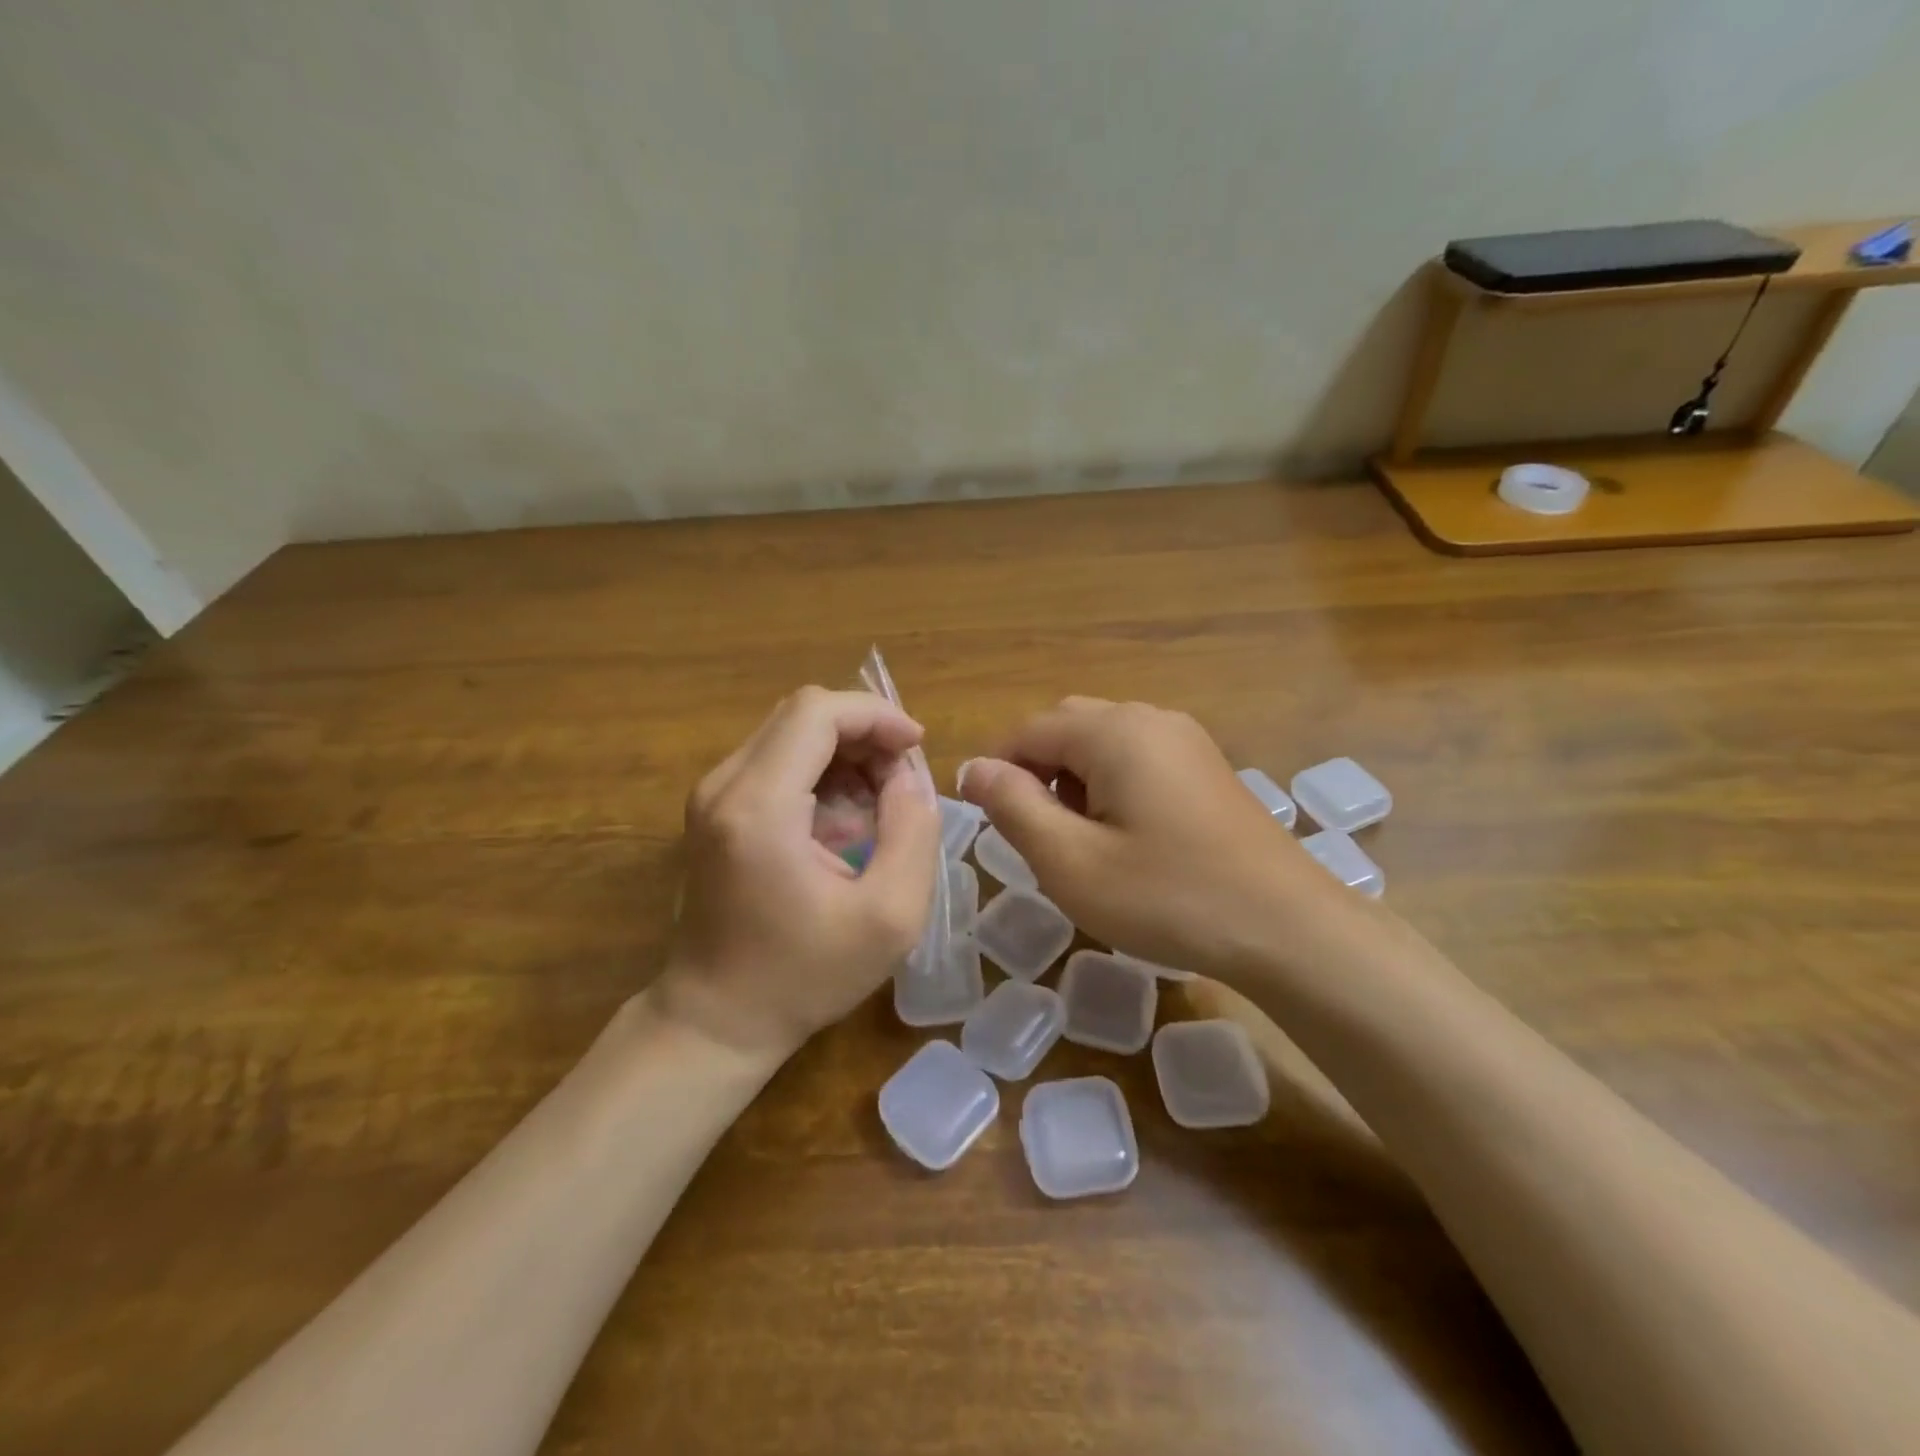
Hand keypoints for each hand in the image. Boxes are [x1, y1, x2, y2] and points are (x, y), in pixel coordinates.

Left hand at [657, 687, 940, 1058]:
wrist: (717, 1019)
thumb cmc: (804, 976)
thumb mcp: (889, 916)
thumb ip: (913, 831)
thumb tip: (907, 775)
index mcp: (759, 806)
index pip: (817, 712)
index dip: (876, 715)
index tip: (917, 747)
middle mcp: (724, 785)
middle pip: (803, 714)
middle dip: (864, 732)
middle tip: (903, 780)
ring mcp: (712, 795)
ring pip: (790, 733)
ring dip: (845, 752)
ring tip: (881, 802)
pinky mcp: (715, 809)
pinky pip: (776, 760)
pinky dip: (821, 771)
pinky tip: (845, 818)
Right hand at [959, 698, 1347, 981]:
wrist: (1287, 928)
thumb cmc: (1168, 897)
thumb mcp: (1071, 861)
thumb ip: (1013, 806)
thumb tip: (973, 768)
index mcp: (1113, 731)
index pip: (1028, 730)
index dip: (996, 769)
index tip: (982, 818)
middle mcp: (1150, 718)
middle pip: (1066, 727)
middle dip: (1036, 772)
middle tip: (1032, 834)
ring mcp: (1186, 740)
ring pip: (1103, 743)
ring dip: (1073, 780)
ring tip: (1076, 841)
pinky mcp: (1206, 768)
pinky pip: (1138, 760)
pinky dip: (1110, 786)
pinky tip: (1123, 838)